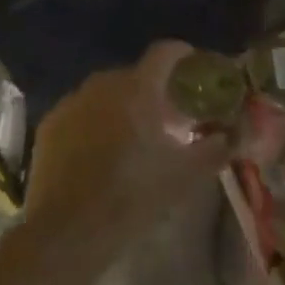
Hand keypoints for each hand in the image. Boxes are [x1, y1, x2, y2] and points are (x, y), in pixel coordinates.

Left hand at [18, 42, 227, 281]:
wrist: (67, 233)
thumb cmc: (132, 196)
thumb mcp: (184, 175)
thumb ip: (215, 149)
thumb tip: (234, 135)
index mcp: (138, 88)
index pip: (165, 51)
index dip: (183, 54)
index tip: (195, 69)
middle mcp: (103, 84)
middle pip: (137, 75)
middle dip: (155, 90)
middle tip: (169, 118)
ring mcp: (72, 102)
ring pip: (107, 93)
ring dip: (124, 106)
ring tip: (134, 136)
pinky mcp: (50, 125)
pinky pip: (82, 112)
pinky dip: (95, 122)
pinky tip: (100, 152)